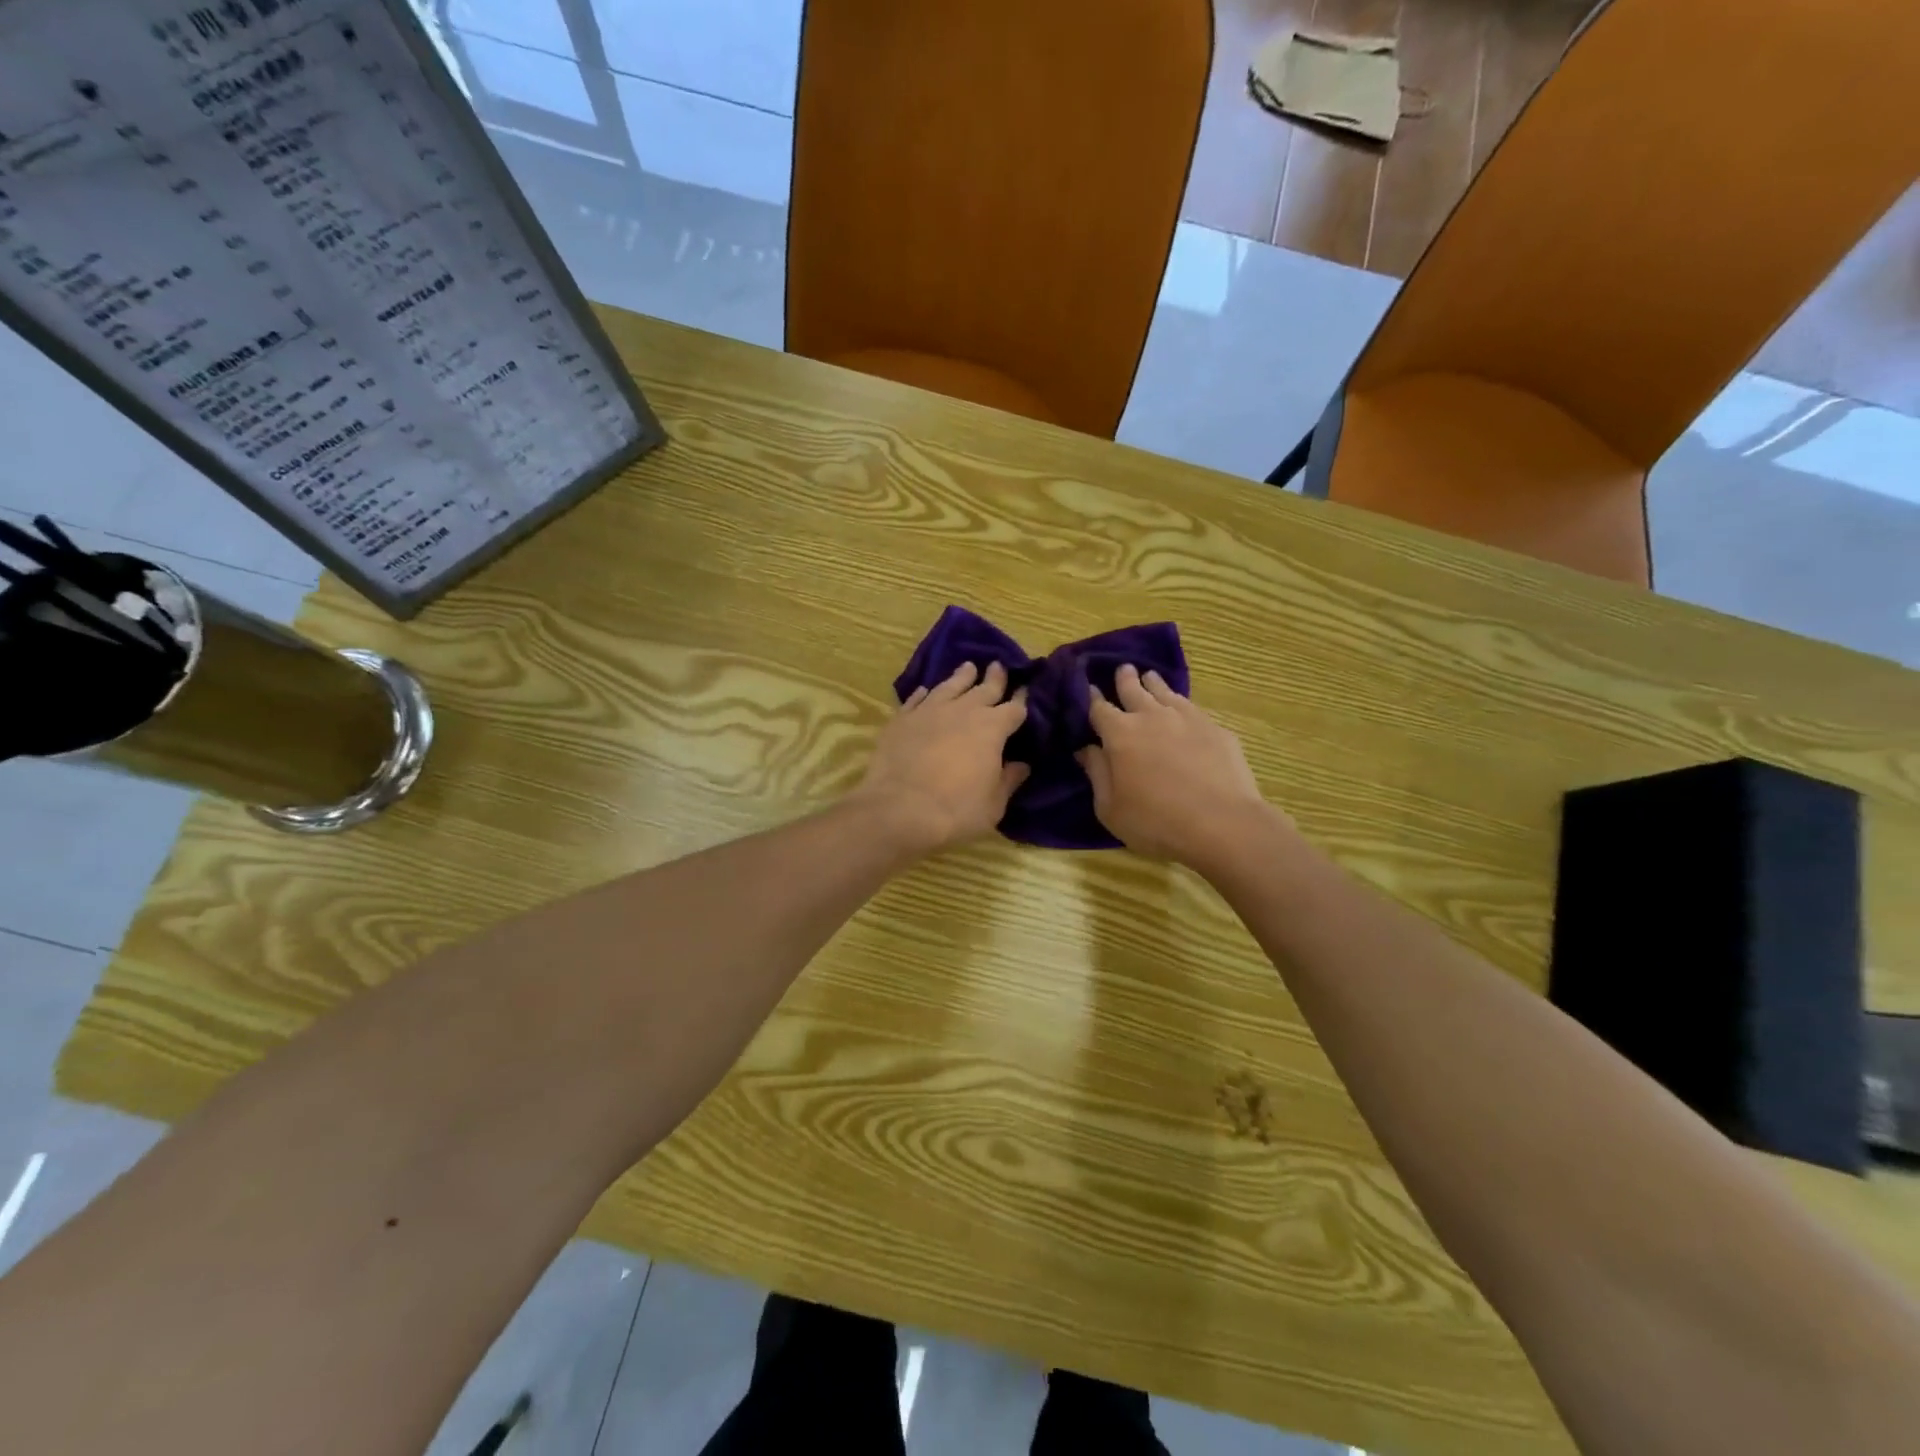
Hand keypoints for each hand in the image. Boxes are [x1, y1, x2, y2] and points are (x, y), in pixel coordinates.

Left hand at [854, 662, 1028, 855]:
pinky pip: (917, 699)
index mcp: (992, 729)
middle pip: (984, 689)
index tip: (1025, 688)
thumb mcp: (993, 804)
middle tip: (997, 665)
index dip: (1021, 699)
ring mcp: (930, 711)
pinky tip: (926, 690)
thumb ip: (1008, 780)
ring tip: (967, 667)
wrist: (900, 809)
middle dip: (994, 678)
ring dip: (961, 677)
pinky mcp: (902, 719)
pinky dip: (924, 694)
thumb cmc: (956, 810)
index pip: (1014, 708)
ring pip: (950, 686)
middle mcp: (963, 711)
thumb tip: (1021, 765)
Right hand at [1077, 665, 1274, 867]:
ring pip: (1165, 691)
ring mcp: (1187, 718)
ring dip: (1153, 683)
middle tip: (1123, 669)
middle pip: (1133, 688)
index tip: (1089, 688)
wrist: (1222, 824)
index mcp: (1119, 734)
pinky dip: (1180, 703)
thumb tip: (1086, 749)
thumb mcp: (1110, 808)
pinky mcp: (1215, 728)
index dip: (1092, 697)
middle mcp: (1151, 716)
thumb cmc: (1156, 822)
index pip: (1099, 707)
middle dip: (1124, 678)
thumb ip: (1097, 774)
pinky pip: (1191, 707)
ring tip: (1150, 677)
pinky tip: (1182, 708)